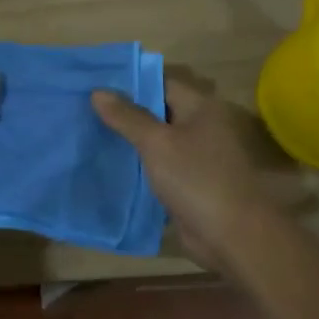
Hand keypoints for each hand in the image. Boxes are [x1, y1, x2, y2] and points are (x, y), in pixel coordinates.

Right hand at [92, 77, 268, 272]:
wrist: (232, 235)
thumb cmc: (196, 179)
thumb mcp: (156, 143)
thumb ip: (127, 117)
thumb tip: (98, 91)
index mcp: (202, 107)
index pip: (162, 84)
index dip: (130, 84)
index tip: (96, 87)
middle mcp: (202, 127)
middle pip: (159, 113)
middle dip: (126, 114)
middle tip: (86, 112)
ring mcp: (198, 157)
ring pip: (158, 142)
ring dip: (131, 143)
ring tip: (91, 136)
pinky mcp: (191, 183)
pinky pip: (161, 168)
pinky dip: (140, 167)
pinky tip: (111, 167)